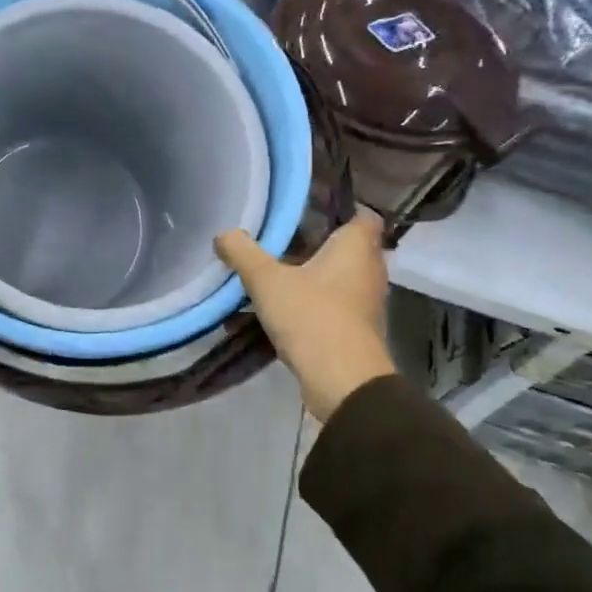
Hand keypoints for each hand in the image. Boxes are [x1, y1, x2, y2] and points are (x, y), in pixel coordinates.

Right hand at [215, 214, 395, 423]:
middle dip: (312, 245)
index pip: (363, 215)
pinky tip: (267, 317)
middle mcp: (368, 271)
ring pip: (333, 281)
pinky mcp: (355, 332)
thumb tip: (224, 234)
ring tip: (266, 279)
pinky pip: (327, 309)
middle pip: (344, 248)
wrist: (343, 383)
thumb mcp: (266, 280)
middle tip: (278, 241)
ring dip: (304, 280)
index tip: (309, 209)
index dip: (341, 208)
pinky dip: (303, 308)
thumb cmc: (312, 317)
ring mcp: (364, 304)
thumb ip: (242, 253)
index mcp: (356, 247)